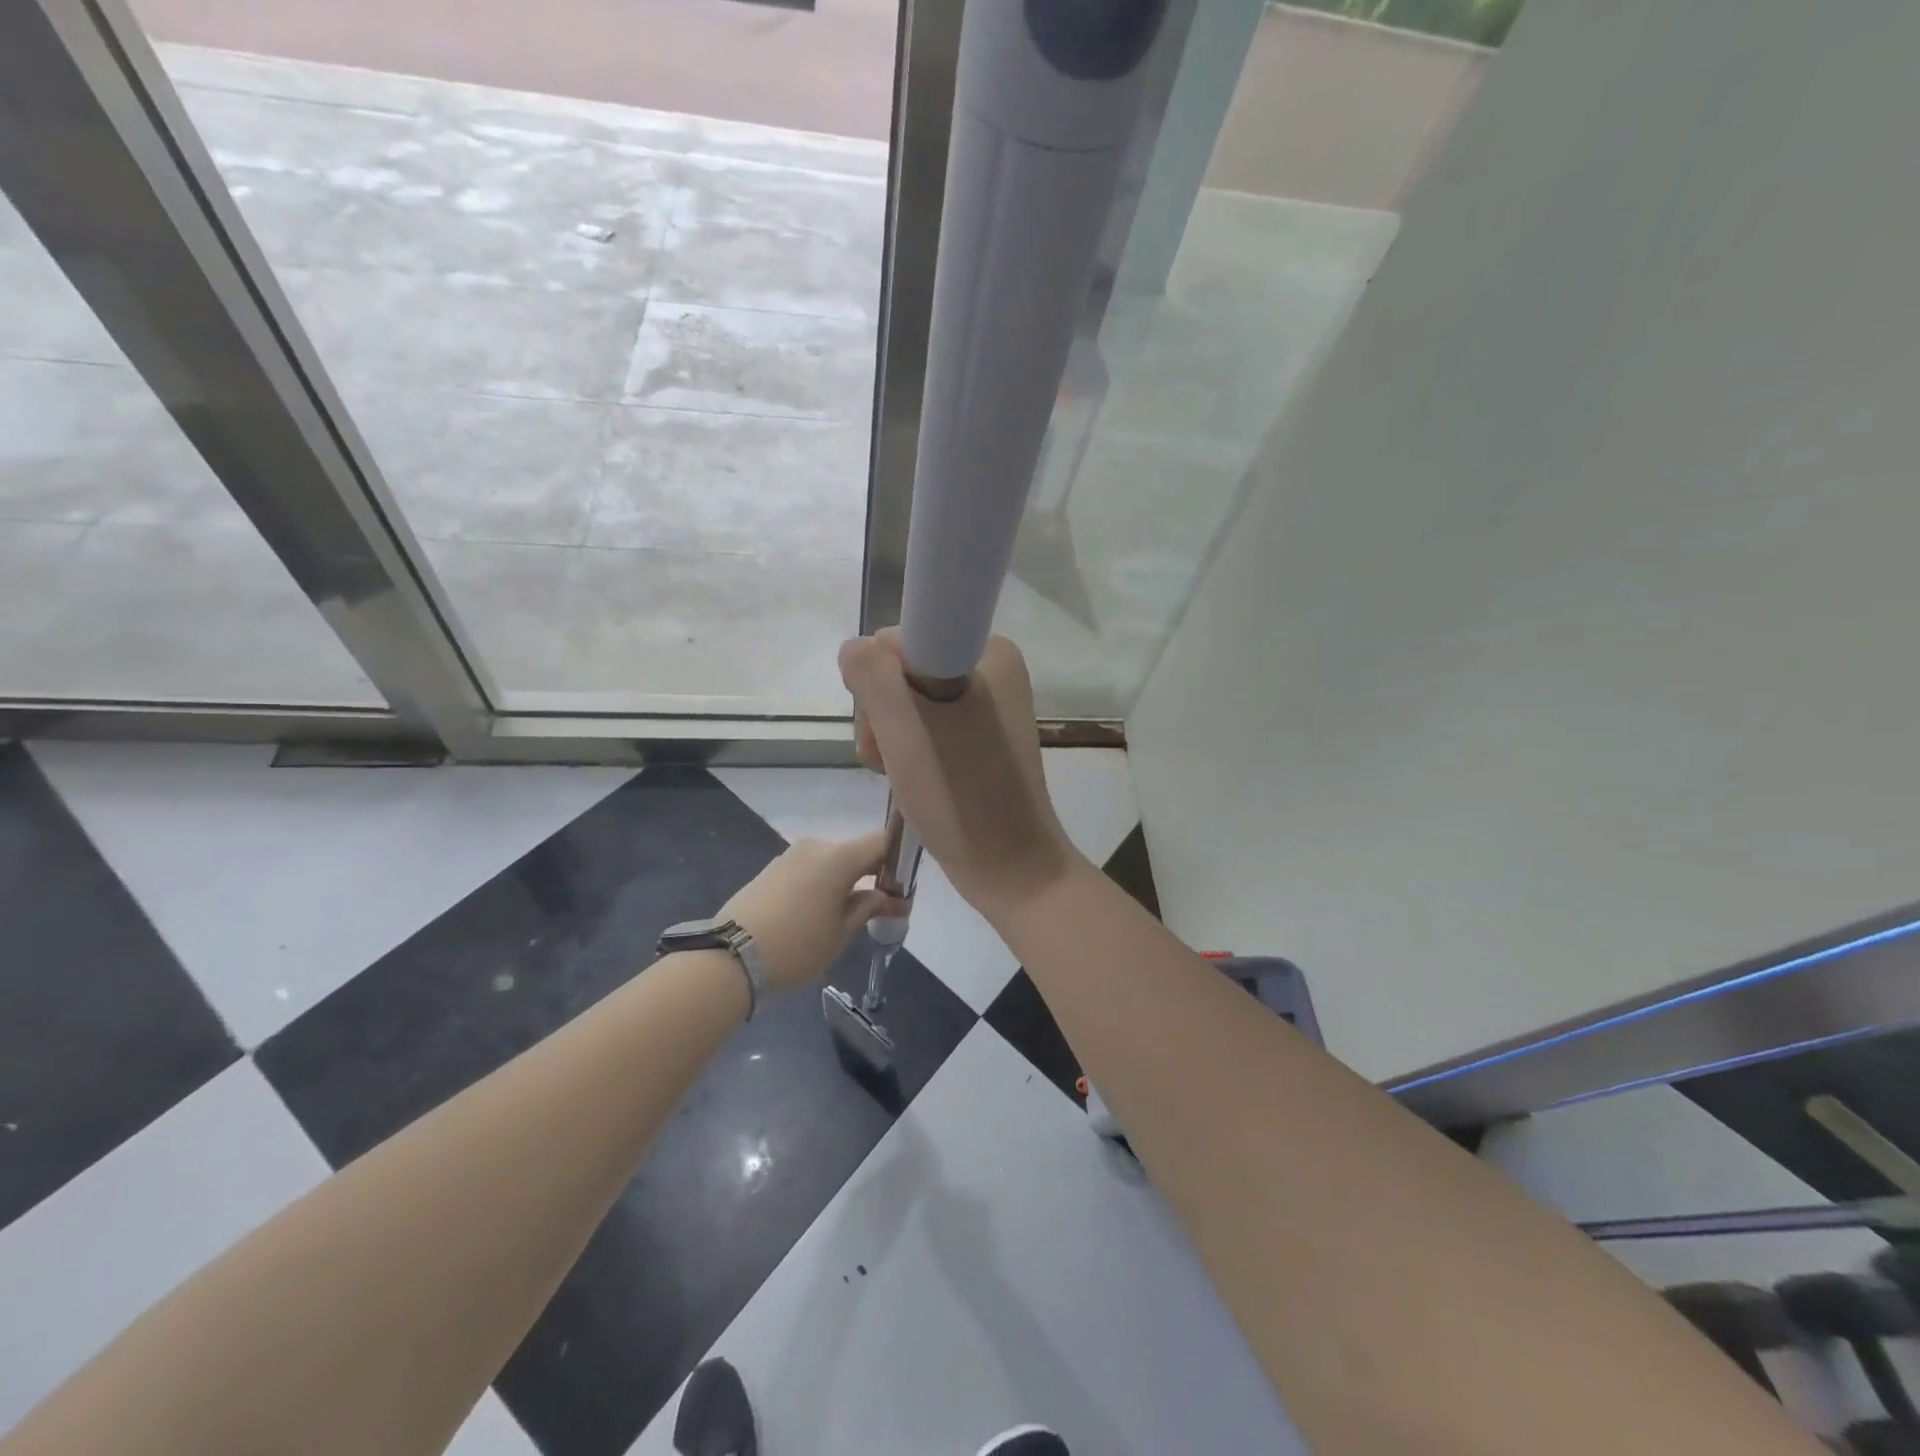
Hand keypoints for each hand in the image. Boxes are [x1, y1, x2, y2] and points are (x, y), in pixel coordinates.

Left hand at [719, 831, 906, 991]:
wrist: (730, 956)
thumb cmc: (797, 945)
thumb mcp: (841, 932)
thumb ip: (869, 907)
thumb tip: (890, 897)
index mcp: (839, 856)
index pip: (882, 841)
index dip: (897, 861)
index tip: (900, 889)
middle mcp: (816, 846)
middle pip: (856, 851)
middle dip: (872, 874)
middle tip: (880, 908)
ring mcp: (791, 855)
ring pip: (832, 861)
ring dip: (846, 880)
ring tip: (846, 915)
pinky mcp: (772, 869)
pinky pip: (810, 869)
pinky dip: (823, 883)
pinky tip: (818, 913)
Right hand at [838, 630, 1081, 921]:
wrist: (1009, 865)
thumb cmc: (958, 793)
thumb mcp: (903, 725)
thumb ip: (869, 671)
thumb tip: (855, 650)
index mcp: (988, 650)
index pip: (900, 640)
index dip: (877, 682)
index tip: (887, 727)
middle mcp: (992, 669)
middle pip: (901, 672)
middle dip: (883, 716)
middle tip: (892, 759)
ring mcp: (988, 705)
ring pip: (907, 703)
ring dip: (890, 739)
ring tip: (900, 776)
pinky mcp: (980, 738)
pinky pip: (925, 728)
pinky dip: (907, 752)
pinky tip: (910, 781)